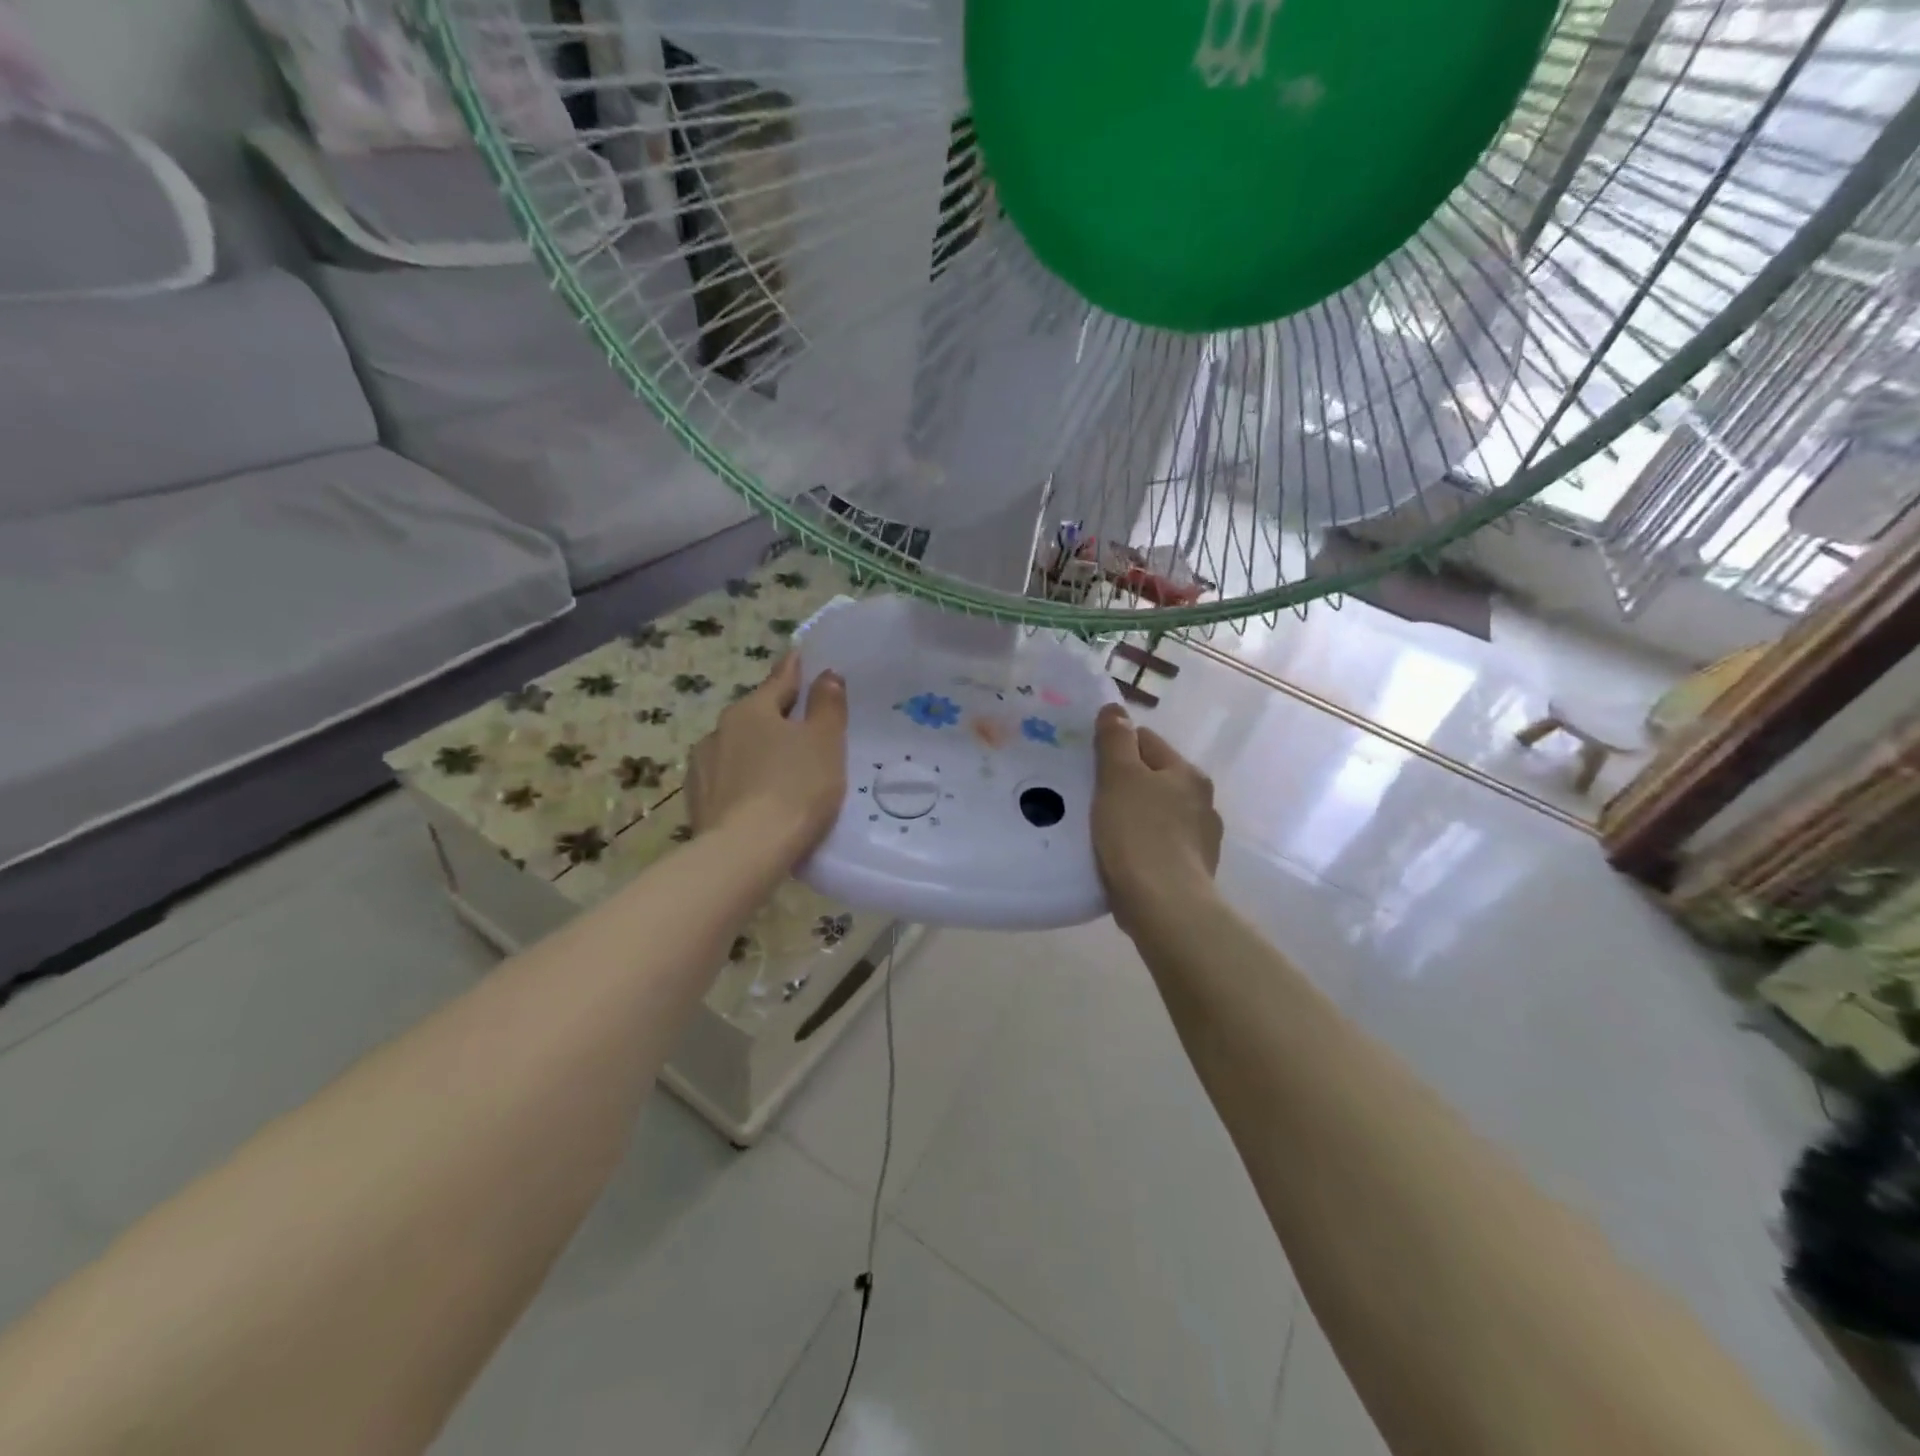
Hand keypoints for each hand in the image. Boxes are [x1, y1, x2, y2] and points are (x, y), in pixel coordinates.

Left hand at [686, 654, 847, 864]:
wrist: (745, 853)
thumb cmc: (794, 788)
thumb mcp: (825, 743)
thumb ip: (828, 706)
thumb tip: (826, 675)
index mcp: (750, 710)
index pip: (778, 681)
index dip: (794, 670)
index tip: (799, 656)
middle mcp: (719, 731)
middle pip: (756, 717)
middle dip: (776, 719)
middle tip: (801, 727)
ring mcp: (702, 768)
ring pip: (737, 750)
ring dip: (757, 753)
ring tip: (779, 771)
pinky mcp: (697, 803)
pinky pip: (727, 782)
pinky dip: (744, 783)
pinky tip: (757, 800)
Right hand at [1093, 705, 1222, 934]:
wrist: (1166, 906)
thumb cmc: (1139, 833)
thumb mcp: (1118, 778)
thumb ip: (1115, 740)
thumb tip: (1114, 709)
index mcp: (1187, 773)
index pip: (1147, 741)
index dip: (1115, 748)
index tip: (1090, 766)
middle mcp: (1202, 802)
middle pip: (1153, 778)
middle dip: (1125, 784)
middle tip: (1091, 799)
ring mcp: (1201, 839)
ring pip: (1157, 814)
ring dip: (1134, 817)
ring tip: (1103, 833)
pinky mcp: (1192, 872)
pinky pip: (1159, 847)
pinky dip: (1141, 848)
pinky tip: (1121, 860)